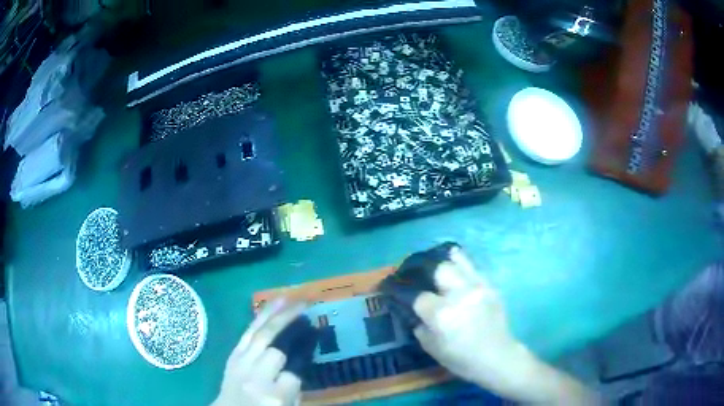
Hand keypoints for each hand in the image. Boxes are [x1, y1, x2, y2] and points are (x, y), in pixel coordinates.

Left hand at [213, 298, 305, 405]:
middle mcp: (256, 378)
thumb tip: (302, 357)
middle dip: (290, 322)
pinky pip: (246, 334)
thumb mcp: (288, 405)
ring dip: (274, 314)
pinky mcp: (231, 357)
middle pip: (275, 346)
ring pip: (258, 334)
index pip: (295, 370)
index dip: (305, 350)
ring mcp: (240, 365)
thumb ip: (296, 385)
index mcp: (274, 396)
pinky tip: (269, 307)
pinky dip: (259, 319)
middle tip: (306, 306)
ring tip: (289, 297)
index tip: (315, 333)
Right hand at [413, 248, 594, 403]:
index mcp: (442, 315)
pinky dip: (461, 265)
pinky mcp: (490, 286)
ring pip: (457, 261)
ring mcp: (478, 287)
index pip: (418, 296)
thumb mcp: (432, 349)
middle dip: (426, 271)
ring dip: (444, 262)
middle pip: (438, 269)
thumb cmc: (462, 359)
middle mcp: (459, 295)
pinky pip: (473, 267)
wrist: (497, 356)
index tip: (399, 292)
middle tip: (420, 276)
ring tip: (436, 265)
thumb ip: (419, 327)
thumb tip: (414, 312)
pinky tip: (456, 268)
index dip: (407, 295)